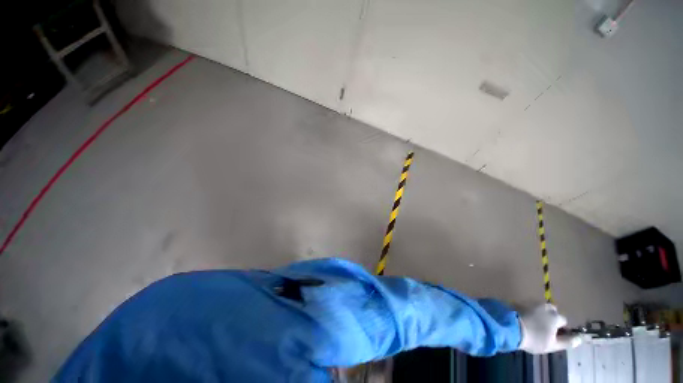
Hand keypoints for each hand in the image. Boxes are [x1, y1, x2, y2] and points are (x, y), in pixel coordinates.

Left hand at [518, 303, 581, 353]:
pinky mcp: (519, 301)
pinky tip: (524, 318)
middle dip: (550, 317)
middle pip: (552, 310)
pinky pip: (528, 306)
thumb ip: (567, 341)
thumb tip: (580, 338)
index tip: (554, 334)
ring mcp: (531, 302)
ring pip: (539, 307)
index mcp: (555, 316)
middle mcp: (544, 306)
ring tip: (534, 323)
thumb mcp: (553, 345)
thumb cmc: (534, 339)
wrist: (510, 327)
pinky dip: (528, 310)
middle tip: (544, 327)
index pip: (563, 320)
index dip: (560, 328)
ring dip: (539, 313)